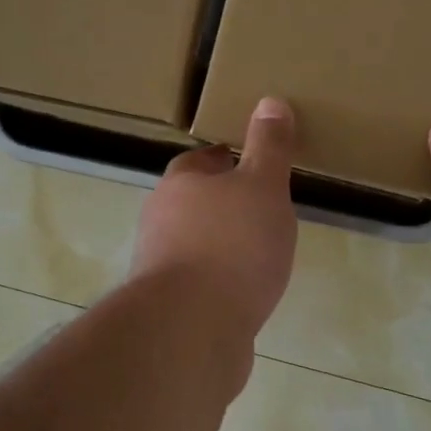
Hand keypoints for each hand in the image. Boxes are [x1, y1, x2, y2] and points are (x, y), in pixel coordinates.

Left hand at [131, 97, 298, 343]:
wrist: (190, 330)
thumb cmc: (232, 245)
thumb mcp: (263, 186)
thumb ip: (269, 147)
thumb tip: (270, 100)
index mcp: (180, 184)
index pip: (199, 161)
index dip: (225, 159)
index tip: (251, 164)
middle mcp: (160, 220)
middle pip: (193, 202)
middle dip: (223, 203)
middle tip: (262, 207)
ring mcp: (160, 267)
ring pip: (193, 244)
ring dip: (220, 244)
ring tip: (260, 252)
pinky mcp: (167, 309)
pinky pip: (198, 284)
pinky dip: (219, 283)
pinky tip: (245, 294)